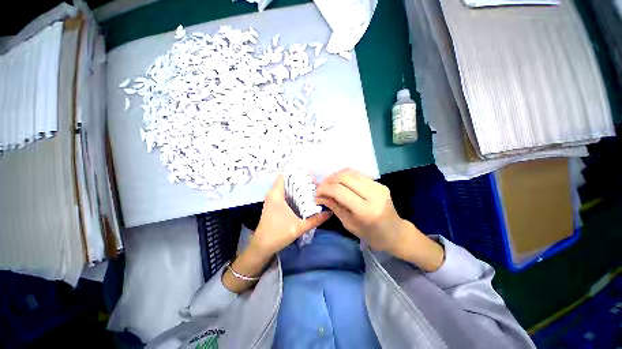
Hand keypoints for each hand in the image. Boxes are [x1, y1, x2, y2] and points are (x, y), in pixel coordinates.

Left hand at [250, 174, 331, 257]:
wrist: (261, 247)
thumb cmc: (278, 234)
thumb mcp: (299, 227)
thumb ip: (315, 220)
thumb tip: (329, 213)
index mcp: (276, 194)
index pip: (285, 175)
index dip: (297, 172)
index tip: (309, 174)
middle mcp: (273, 193)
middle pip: (287, 180)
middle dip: (300, 179)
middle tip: (314, 182)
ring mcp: (272, 199)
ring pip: (285, 186)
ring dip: (296, 186)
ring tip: (311, 187)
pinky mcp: (273, 204)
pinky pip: (284, 193)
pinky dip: (293, 192)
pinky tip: (303, 196)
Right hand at [315, 169, 402, 251]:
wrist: (396, 233)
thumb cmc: (372, 235)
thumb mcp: (349, 224)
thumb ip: (335, 207)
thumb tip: (320, 196)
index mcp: (365, 210)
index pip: (339, 191)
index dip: (324, 189)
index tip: (316, 194)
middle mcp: (373, 194)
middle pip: (344, 178)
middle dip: (328, 181)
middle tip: (320, 188)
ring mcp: (378, 186)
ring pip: (350, 172)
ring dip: (335, 176)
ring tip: (328, 184)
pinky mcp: (379, 183)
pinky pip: (357, 174)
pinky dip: (345, 176)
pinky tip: (339, 182)